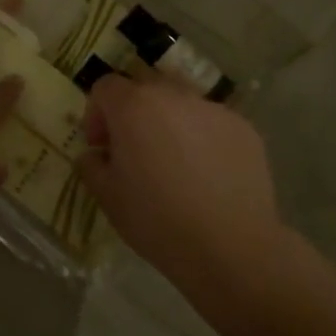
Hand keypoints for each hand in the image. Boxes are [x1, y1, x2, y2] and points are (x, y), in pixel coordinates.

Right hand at [76, 75, 291, 298]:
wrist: (231, 248)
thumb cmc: (158, 221)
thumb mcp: (107, 197)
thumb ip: (91, 165)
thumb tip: (96, 154)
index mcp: (134, 106)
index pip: (105, 87)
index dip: (96, 113)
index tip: (101, 146)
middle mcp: (173, 95)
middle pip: (144, 89)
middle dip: (133, 113)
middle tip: (134, 151)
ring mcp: (213, 109)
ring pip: (181, 104)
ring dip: (168, 123)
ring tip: (174, 163)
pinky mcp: (243, 128)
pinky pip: (211, 123)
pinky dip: (202, 139)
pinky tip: (206, 176)